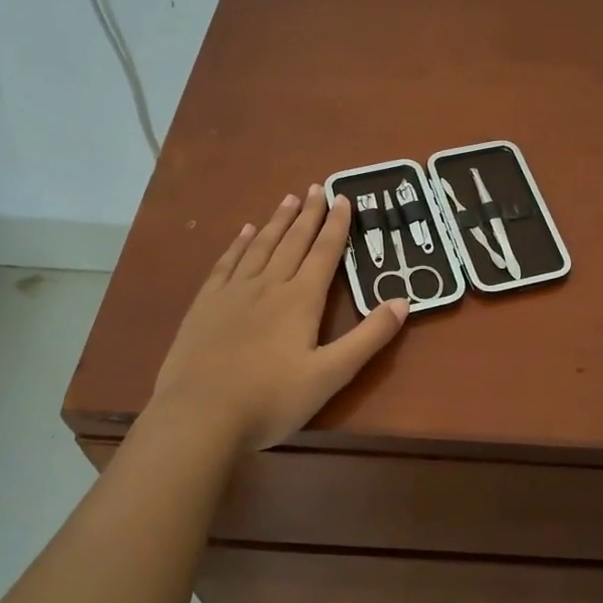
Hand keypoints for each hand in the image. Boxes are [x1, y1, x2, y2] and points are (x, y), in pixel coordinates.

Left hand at [148, 186, 408, 449]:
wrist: (199, 416)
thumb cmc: (271, 399)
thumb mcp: (331, 374)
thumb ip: (368, 337)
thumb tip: (403, 301)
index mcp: (301, 300)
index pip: (324, 252)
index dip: (337, 225)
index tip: (344, 198)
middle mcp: (268, 285)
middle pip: (293, 241)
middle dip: (309, 214)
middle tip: (317, 187)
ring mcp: (233, 292)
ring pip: (260, 246)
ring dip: (277, 221)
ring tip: (288, 200)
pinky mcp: (205, 304)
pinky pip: (227, 263)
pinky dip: (238, 244)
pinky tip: (244, 232)